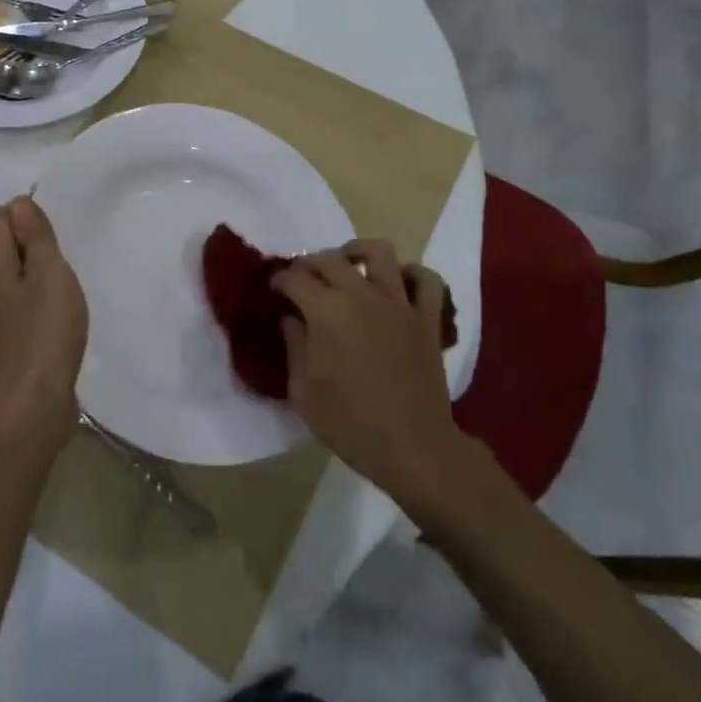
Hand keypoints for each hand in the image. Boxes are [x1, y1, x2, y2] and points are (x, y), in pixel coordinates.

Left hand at [0, 196, 87, 460]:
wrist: (33, 407)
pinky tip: (63, 307)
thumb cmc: (45, 333)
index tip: (60, 219)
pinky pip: (25, 305)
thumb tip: (20, 201)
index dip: (28, 212)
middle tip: (69, 242)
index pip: (2, 220)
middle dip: (34, 239)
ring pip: (17, 278)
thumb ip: (35, 238)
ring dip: (40, 270)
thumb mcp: (48, 274)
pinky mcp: (12, 343)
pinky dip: (42, 296)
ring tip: (70, 271)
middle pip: (7, 249)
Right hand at [271, 240, 462, 499]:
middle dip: (309, 265)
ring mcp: (399, 303)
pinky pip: (426, 280)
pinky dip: (412, 273)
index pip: (295, 279)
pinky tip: (396, 282)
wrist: (413, 449)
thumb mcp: (303, 392)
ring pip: (379, 253)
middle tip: (301, 280)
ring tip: (347, 265)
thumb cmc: (350, 424)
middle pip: (330, 260)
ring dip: (357, 252)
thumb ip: (294, 346)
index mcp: (327, 312)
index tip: (273, 289)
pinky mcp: (427, 318)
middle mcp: (362, 296)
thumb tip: (290, 318)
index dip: (279, 280)